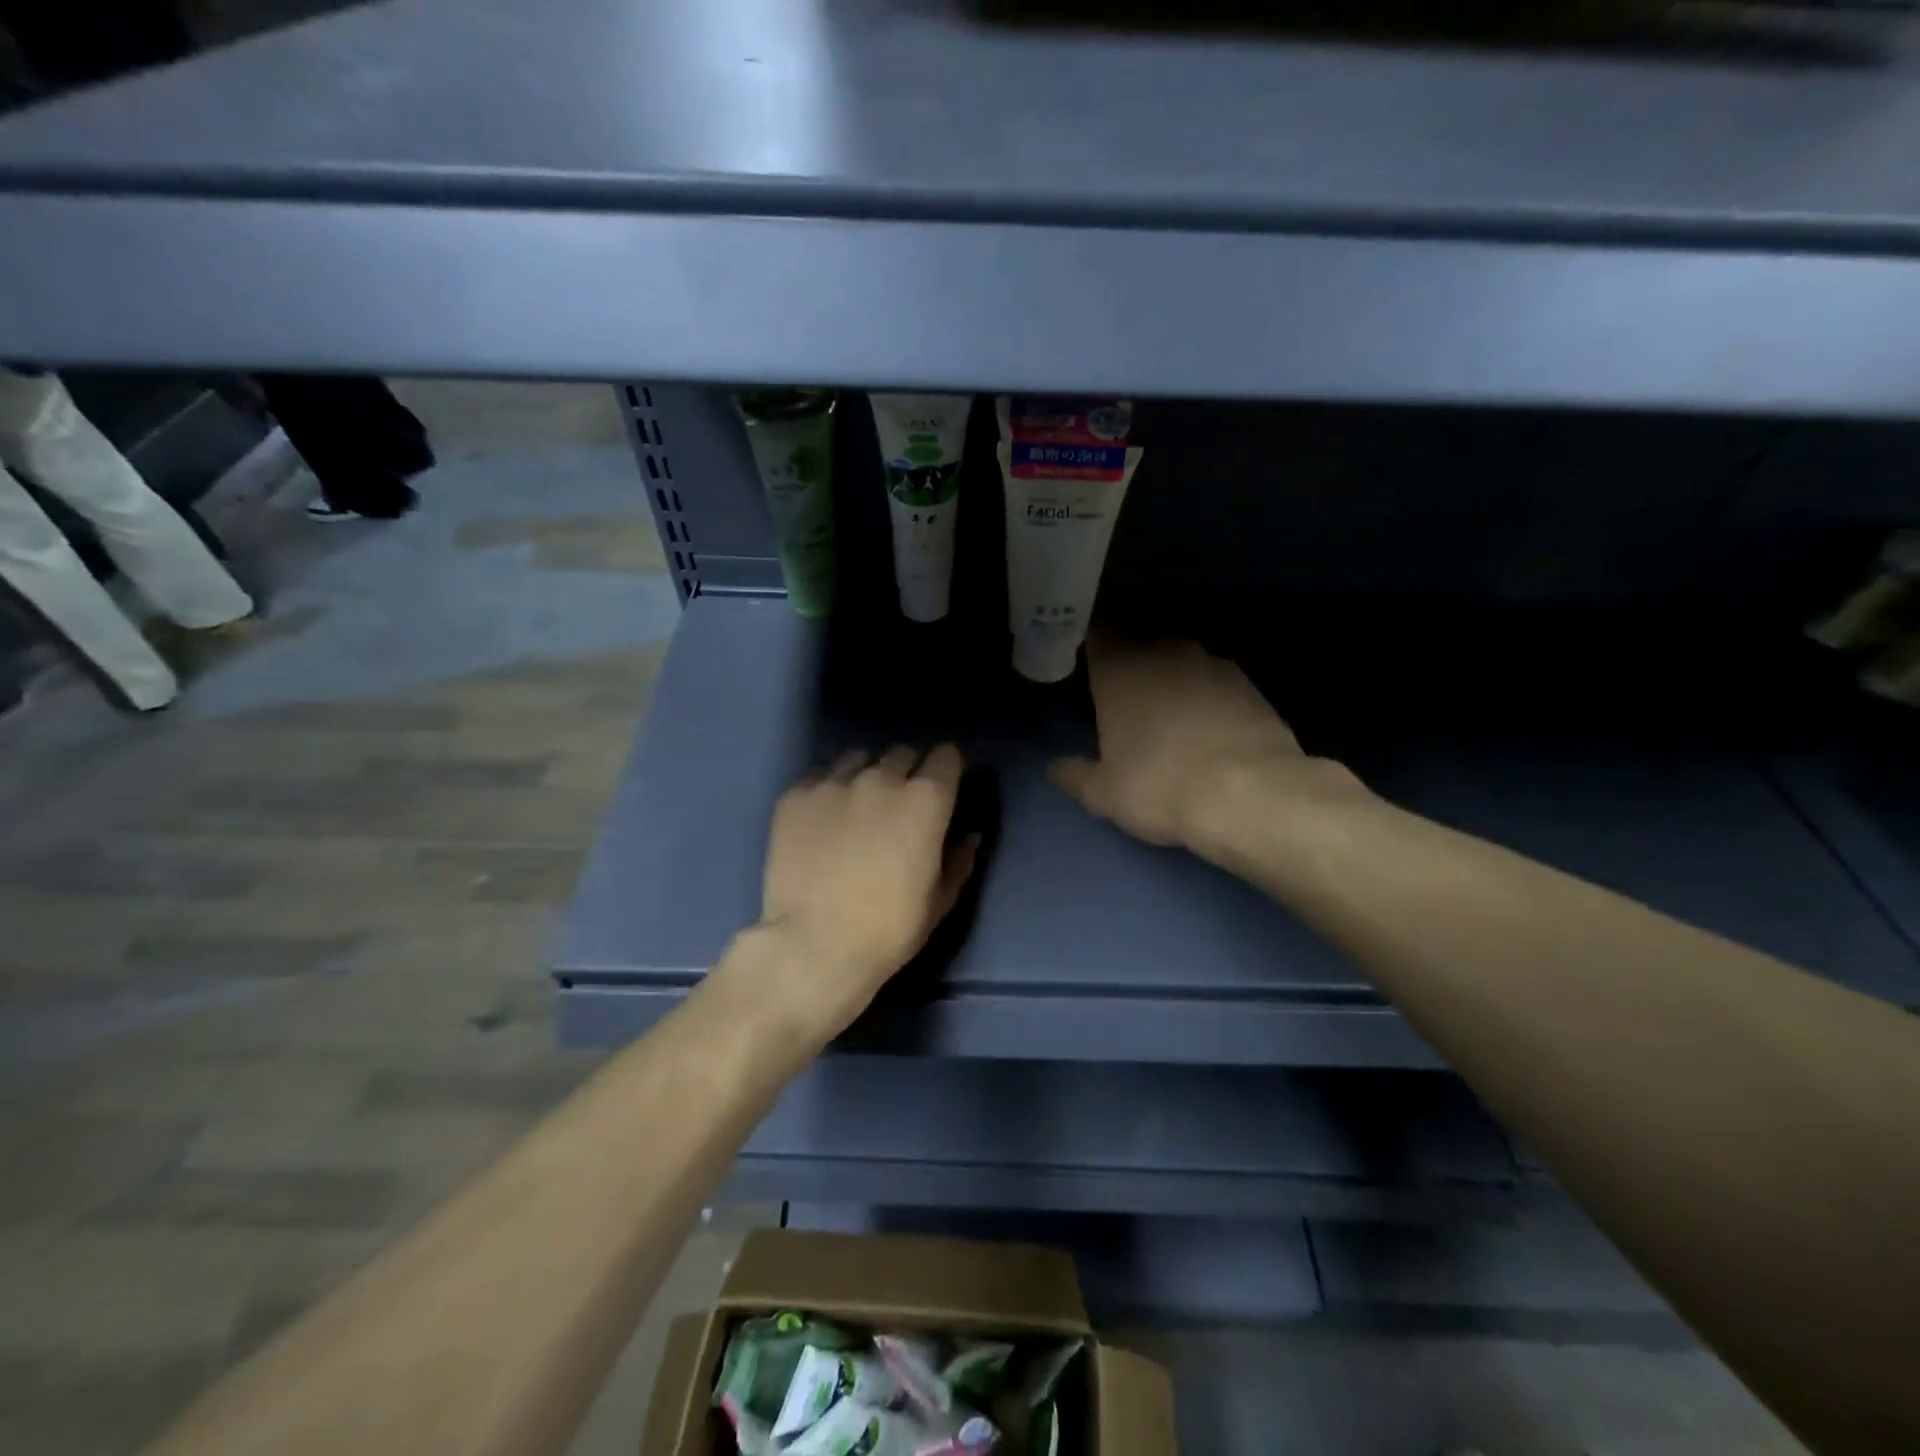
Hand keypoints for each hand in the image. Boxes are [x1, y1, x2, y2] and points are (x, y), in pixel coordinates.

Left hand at [744, 744, 978, 1041]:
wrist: (813, 947)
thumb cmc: (888, 930)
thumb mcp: (939, 902)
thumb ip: (960, 860)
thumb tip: (970, 834)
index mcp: (926, 800)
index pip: (946, 755)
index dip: (947, 769)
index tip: (943, 787)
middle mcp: (881, 778)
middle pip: (902, 753)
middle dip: (907, 771)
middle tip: (899, 804)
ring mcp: (834, 783)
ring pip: (858, 758)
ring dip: (865, 775)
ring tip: (856, 806)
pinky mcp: (795, 795)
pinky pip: (819, 774)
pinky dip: (827, 788)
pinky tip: (822, 818)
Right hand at [1050, 636, 1365, 851]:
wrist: (1250, 795)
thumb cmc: (1159, 786)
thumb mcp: (1103, 793)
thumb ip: (1074, 774)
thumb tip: (1055, 767)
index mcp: (1119, 669)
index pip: (1096, 637)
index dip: (1089, 651)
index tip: (1084, 670)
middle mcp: (1163, 652)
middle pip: (1138, 645)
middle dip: (1129, 666)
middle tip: (1121, 699)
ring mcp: (1211, 663)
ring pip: (1179, 661)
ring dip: (1170, 679)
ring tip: (1166, 714)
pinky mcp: (1248, 682)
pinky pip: (1214, 681)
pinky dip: (1205, 696)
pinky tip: (1206, 727)